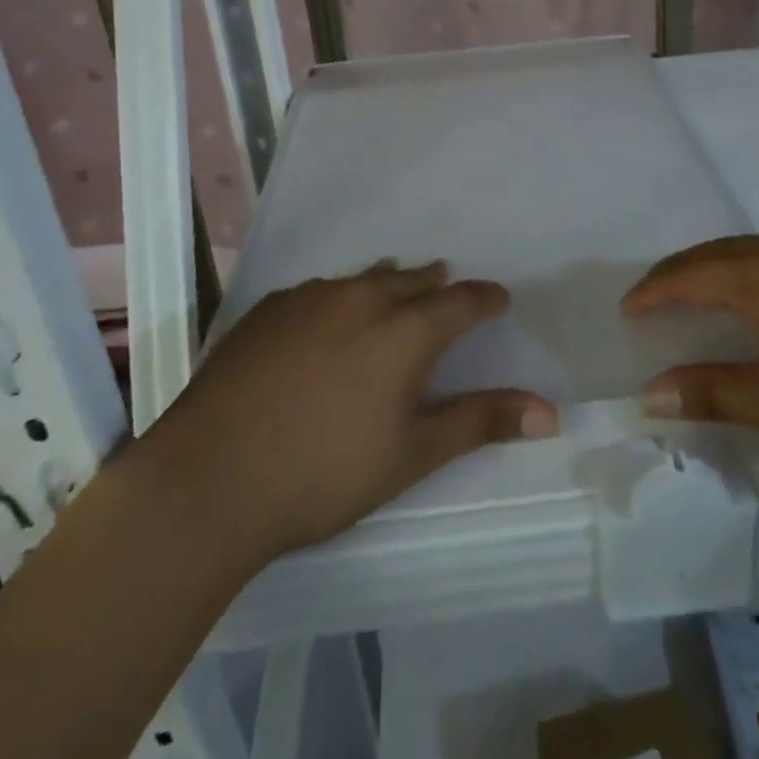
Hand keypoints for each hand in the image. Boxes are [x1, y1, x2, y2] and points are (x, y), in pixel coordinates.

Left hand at [137, 262, 557, 562]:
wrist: (208, 479)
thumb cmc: (323, 474)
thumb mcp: (411, 454)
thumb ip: (480, 422)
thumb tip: (550, 413)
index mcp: (405, 330)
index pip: (461, 300)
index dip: (485, 299)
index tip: (498, 300)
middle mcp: (362, 298)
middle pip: (413, 280)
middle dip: (437, 287)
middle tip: (448, 293)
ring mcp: (309, 298)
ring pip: (365, 279)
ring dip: (389, 285)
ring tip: (397, 292)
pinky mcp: (268, 309)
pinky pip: (320, 290)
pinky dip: (340, 298)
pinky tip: (328, 319)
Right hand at [623, 233, 758, 489]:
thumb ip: (715, 393)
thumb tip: (649, 393)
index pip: (693, 272)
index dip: (655, 289)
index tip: (627, 309)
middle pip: (722, 252)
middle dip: (681, 273)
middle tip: (653, 300)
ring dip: (720, 269)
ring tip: (701, 298)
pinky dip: (757, 272)